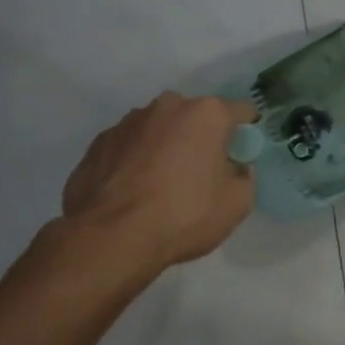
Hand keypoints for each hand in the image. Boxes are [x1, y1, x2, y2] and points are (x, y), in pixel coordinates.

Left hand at [61, 93, 258, 268]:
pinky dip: (136, 161)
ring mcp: (127, 122)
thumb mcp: (238, 203)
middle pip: (195, 117)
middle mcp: (167, 106)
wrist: (112, 238)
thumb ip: (243, 175)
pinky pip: (129, 147)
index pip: (240, 111)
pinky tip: (134, 191)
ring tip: (162, 184)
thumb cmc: (185, 215)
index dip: (247, 132)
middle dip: (202, 137)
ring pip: (159, 129)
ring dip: (166, 147)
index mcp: (206, 114)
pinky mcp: (98, 143)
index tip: (243, 154)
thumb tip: (234, 167)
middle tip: (202, 172)